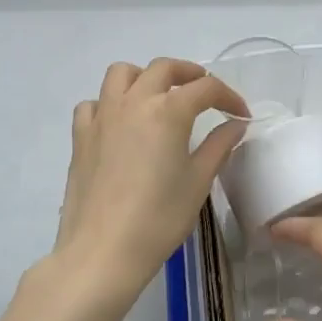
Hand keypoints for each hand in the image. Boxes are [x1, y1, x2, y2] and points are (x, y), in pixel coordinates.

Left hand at [51, 59, 248, 299]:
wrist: (102, 252)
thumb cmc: (159, 218)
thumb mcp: (198, 182)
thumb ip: (218, 146)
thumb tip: (235, 125)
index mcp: (168, 110)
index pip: (206, 88)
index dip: (228, 97)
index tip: (240, 115)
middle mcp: (134, 102)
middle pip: (163, 68)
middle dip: (189, 74)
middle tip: (205, 93)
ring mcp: (102, 116)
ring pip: (122, 74)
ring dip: (145, 77)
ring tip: (159, 96)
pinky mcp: (80, 136)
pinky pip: (93, 103)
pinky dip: (109, 103)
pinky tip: (120, 123)